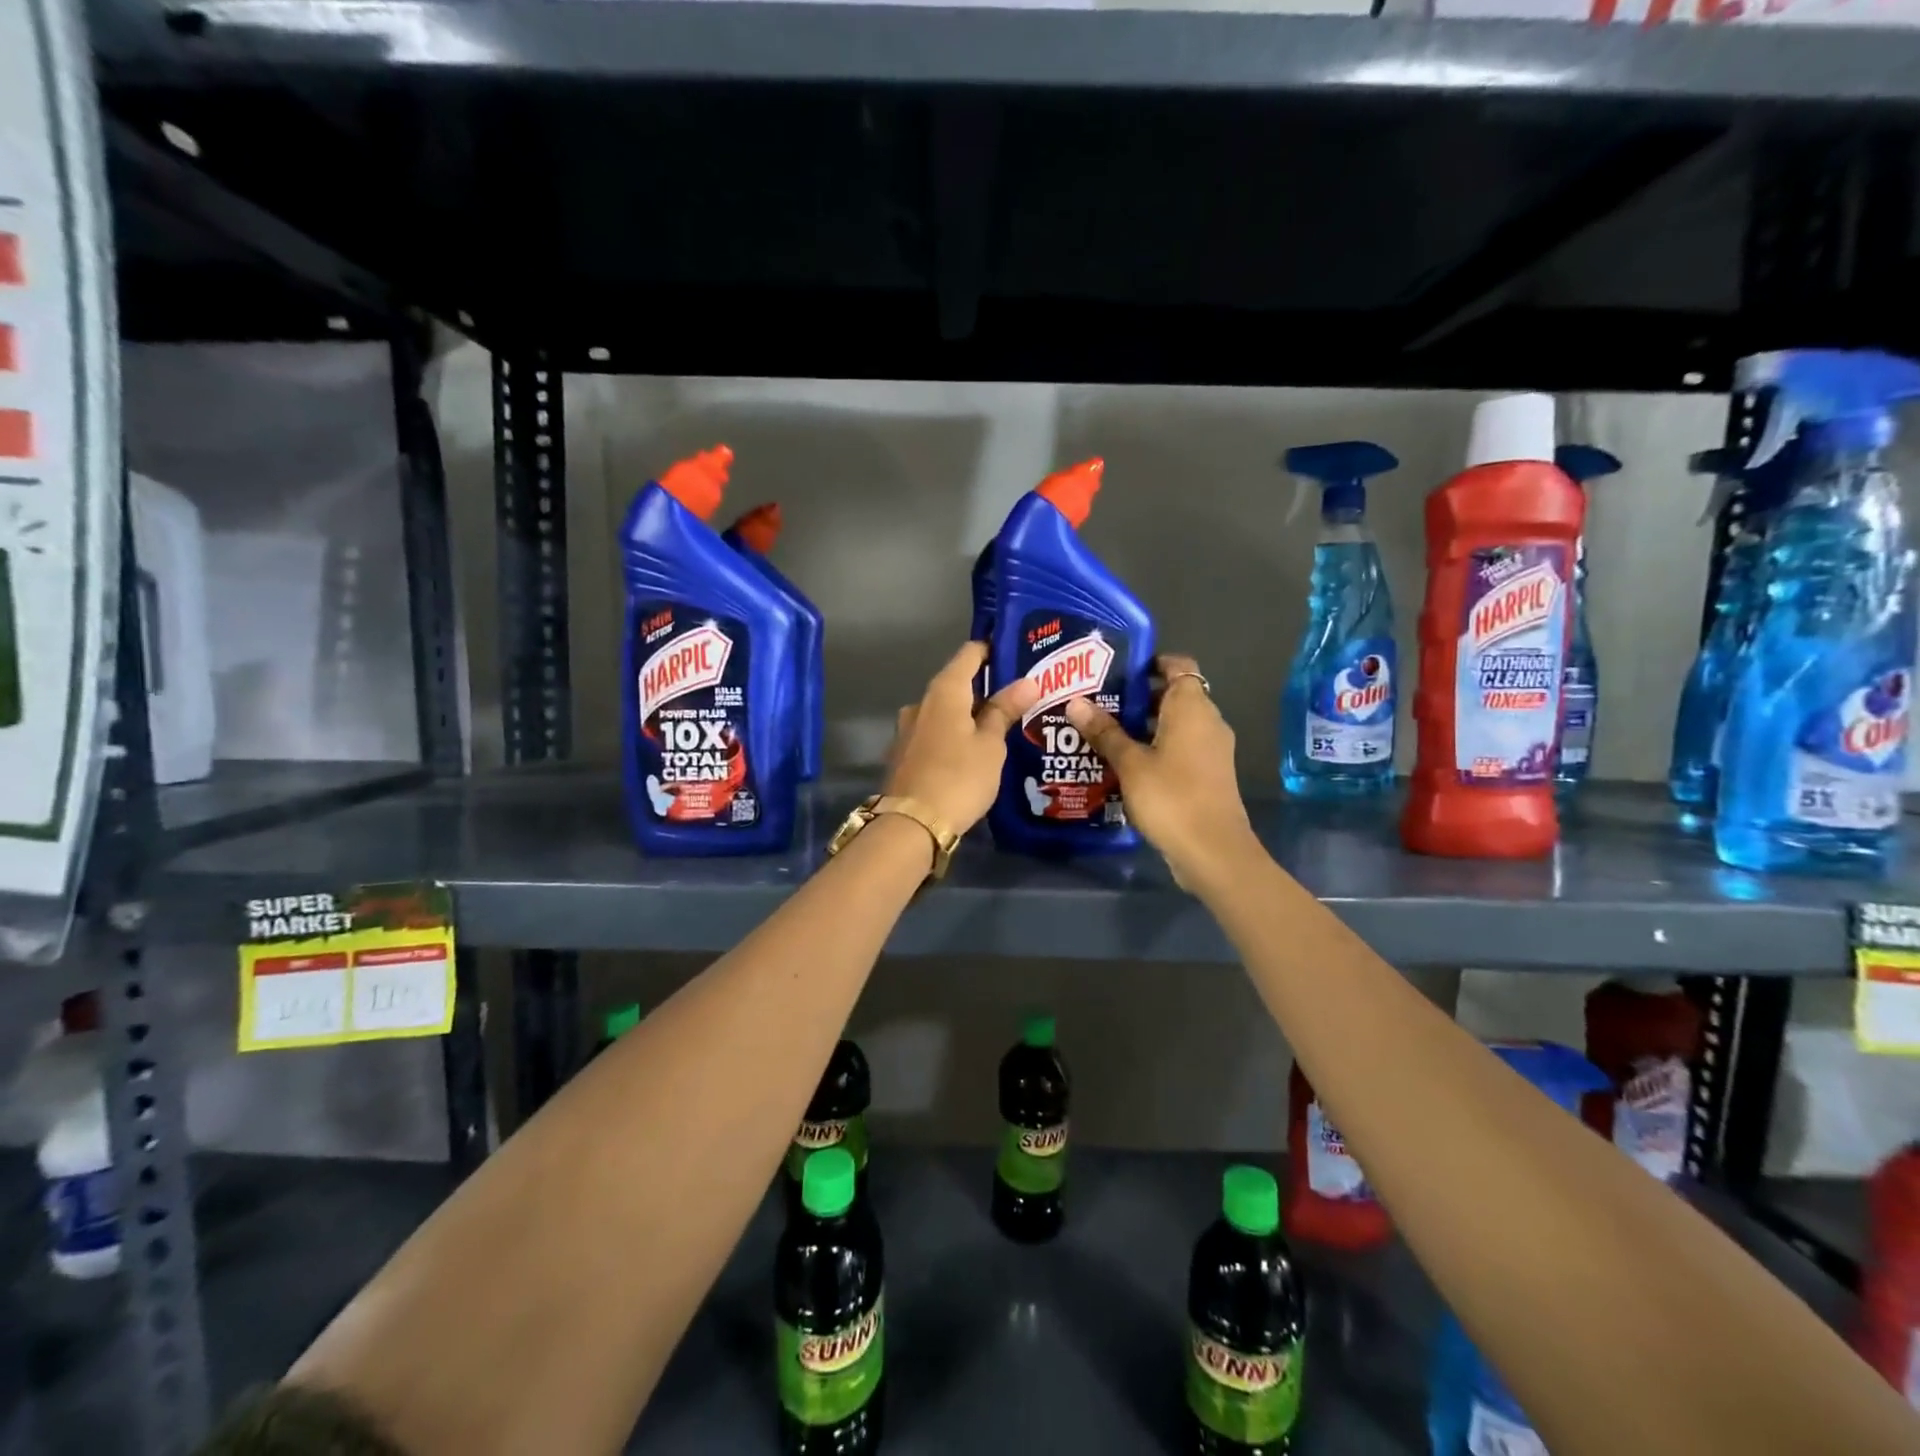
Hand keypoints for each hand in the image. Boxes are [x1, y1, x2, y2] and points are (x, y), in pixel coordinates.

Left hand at [885, 643, 1039, 835]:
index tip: (1018, 654)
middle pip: (957, 683)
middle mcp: (921, 702)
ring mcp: (908, 728)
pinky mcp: (904, 753)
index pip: (969, 653)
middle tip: (1019, 698)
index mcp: (944, 690)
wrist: (911, 824)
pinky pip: (935, 733)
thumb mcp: (991, 745)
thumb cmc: (958, 777)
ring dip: (969, 715)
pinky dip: (954, 735)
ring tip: (1000, 728)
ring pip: (945, 711)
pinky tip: (972, 752)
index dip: (993, 649)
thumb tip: (1028, 681)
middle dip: (985, 687)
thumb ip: (1005, 710)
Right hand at [1063, 654, 1253, 885]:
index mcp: (1192, 707)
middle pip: (1173, 695)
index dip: (1151, 662)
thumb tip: (1075, 702)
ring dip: (1143, 726)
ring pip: (1175, 724)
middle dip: (1138, 697)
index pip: (1178, 665)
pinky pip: (1179, 748)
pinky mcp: (1208, 774)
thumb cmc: (1171, 797)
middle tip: (1098, 702)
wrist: (1213, 851)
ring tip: (1103, 732)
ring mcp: (1211, 749)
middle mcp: (1207, 721)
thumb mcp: (1130, 763)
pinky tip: (1124, 764)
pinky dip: (1155, 748)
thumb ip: (1104, 732)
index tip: (1118, 670)